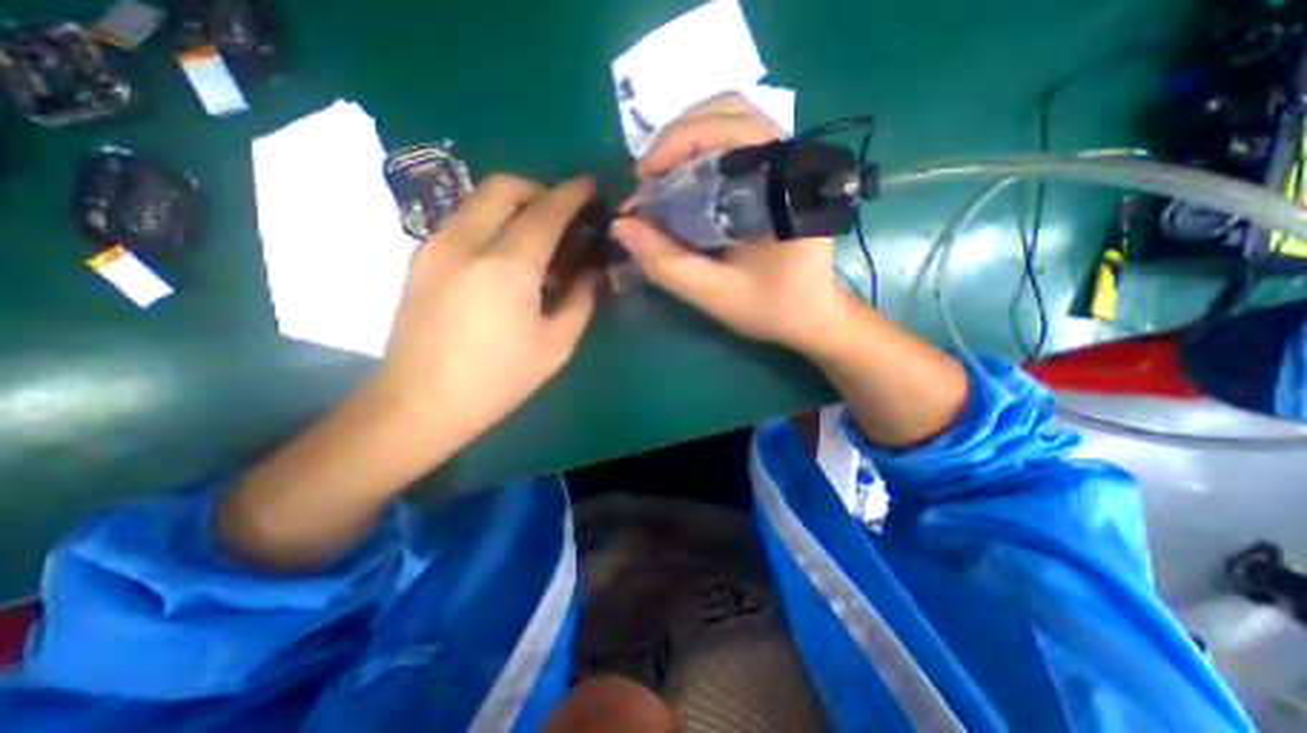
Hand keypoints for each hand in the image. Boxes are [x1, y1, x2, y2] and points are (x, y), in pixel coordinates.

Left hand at [368, 174, 598, 445]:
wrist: (420, 403)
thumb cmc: (498, 380)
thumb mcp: (556, 345)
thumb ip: (580, 301)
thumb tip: (590, 272)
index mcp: (507, 266)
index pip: (546, 211)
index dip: (572, 194)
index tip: (589, 186)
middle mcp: (466, 242)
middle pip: (504, 187)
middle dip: (539, 189)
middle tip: (562, 214)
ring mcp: (435, 246)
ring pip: (478, 199)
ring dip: (513, 204)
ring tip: (536, 235)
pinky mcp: (420, 258)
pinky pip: (462, 220)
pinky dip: (491, 220)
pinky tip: (504, 254)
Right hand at [612, 92, 859, 354]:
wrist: (811, 314)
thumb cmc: (771, 307)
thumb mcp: (714, 294)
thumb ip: (667, 263)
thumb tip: (621, 226)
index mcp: (784, 187)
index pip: (732, 129)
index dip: (679, 143)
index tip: (643, 179)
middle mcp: (791, 160)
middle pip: (729, 110)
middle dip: (677, 138)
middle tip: (648, 178)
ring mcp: (786, 162)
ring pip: (730, 118)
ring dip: (686, 140)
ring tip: (660, 178)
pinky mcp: (777, 172)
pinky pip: (734, 140)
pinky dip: (699, 151)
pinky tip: (683, 181)